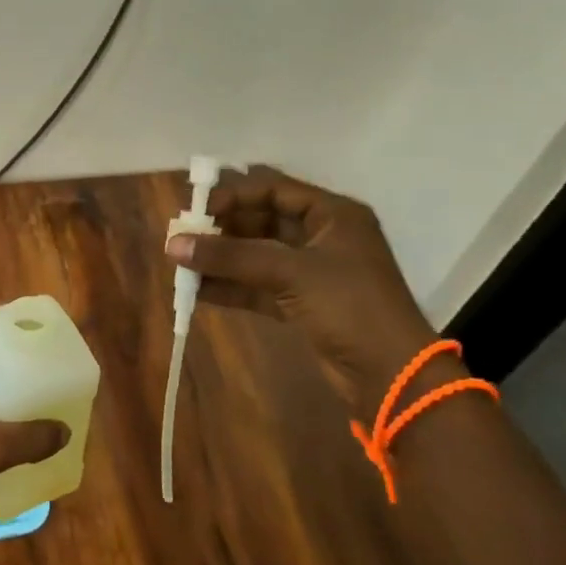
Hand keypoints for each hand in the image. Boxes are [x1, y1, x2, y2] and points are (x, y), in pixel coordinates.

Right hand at [165, 165, 445, 420]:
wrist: (392, 376)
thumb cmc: (349, 306)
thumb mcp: (289, 272)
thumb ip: (230, 257)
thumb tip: (172, 244)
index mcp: (332, 214)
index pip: (273, 189)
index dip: (233, 195)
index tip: (196, 210)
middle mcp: (322, 236)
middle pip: (262, 221)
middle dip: (222, 229)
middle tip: (183, 237)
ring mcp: (313, 272)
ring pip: (257, 255)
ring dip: (222, 259)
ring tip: (181, 263)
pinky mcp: (303, 304)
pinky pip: (259, 285)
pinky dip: (231, 286)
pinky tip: (197, 291)